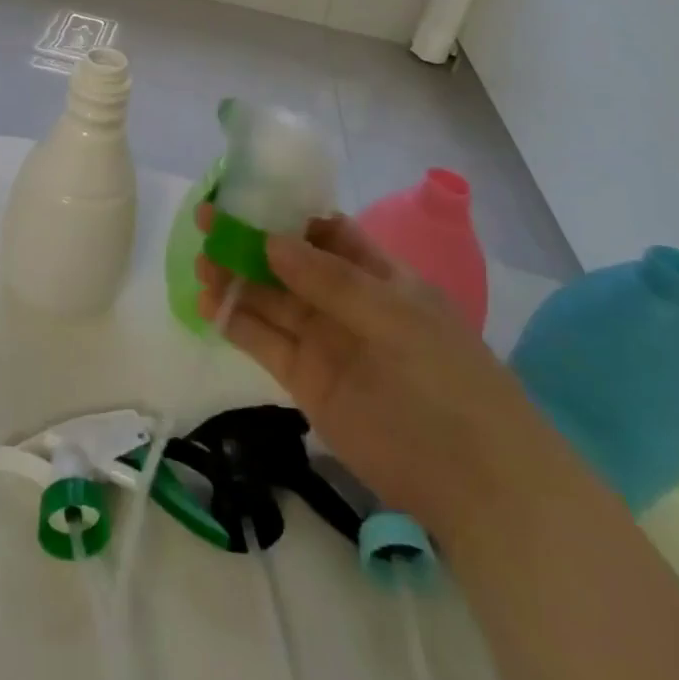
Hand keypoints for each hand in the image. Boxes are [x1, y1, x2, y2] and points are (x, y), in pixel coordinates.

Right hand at [195, 208, 575, 548]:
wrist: (477, 484)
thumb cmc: (446, 379)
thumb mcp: (395, 315)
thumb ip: (330, 279)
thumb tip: (269, 240)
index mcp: (376, 274)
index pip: (324, 231)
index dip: (284, 212)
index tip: (242, 195)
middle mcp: (344, 301)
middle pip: (287, 262)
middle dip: (247, 241)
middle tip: (205, 223)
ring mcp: (323, 341)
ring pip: (269, 300)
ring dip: (234, 279)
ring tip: (200, 265)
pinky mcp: (305, 381)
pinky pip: (263, 342)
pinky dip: (234, 322)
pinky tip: (207, 304)